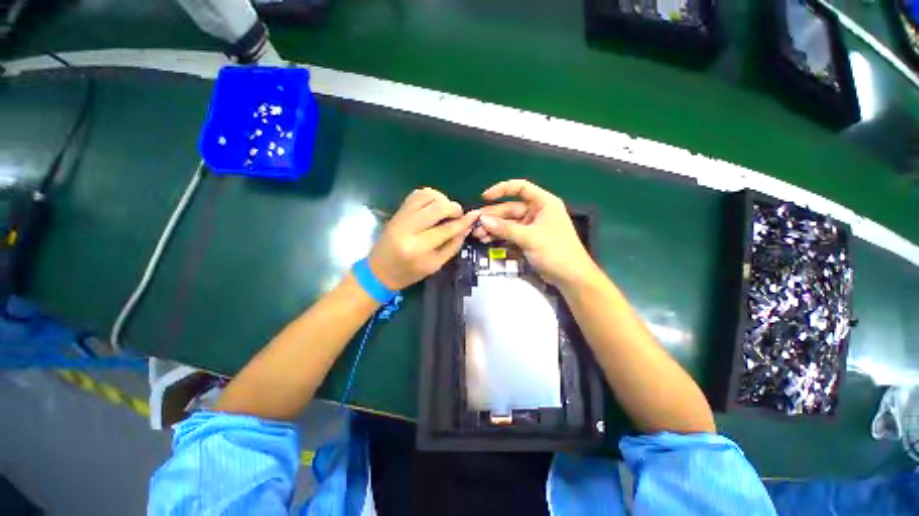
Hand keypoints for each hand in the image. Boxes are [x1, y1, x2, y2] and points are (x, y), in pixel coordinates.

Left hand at [368, 188, 479, 289]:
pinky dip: (430, 195)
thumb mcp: (435, 265)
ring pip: (426, 196)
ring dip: (442, 199)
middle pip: (437, 207)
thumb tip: (467, 226)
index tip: (475, 215)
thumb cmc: (409, 273)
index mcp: (418, 248)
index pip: (447, 229)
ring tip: (447, 209)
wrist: (379, 271)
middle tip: (458, 214)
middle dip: (453, 207)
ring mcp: (400, 217)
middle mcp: (408, 228)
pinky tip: (435, 204)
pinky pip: (416, 194)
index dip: (464, 221)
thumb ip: (453, 245)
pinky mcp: (396, 212)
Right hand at [472, 179, 597, 287]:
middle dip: (493, 216)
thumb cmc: (556, 251)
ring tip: (477, 234)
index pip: (520, 188)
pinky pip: (510, 234)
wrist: (571, 277)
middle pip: (510, 208)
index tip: (485, 197)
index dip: (502, 189)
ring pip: (508, 223)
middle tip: (475, 223)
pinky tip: (487, 240)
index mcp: (543, 203)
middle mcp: (537, 212)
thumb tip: (483, 221)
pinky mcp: (528, 239)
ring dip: (493, 228)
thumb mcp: (530, 238)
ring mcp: (532, 226)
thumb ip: (506, 229)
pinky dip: (499, 236)